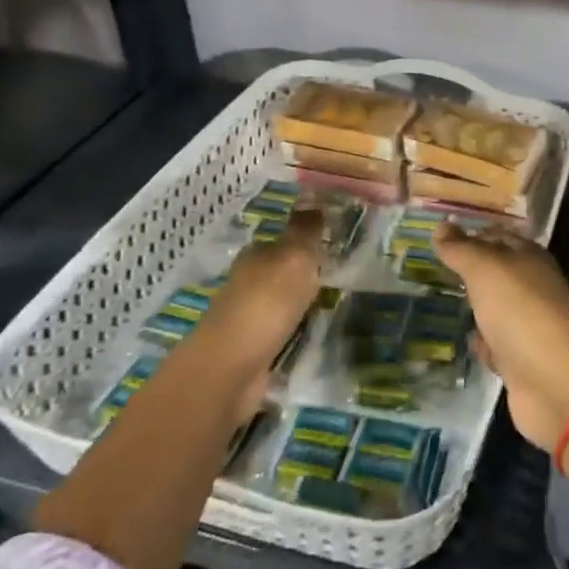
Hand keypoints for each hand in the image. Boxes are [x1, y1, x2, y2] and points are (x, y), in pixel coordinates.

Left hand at [172, 208, 324, 418]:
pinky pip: (280, 333)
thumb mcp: (294, 257)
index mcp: (255, 256)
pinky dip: (293, 332)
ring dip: (299, 304)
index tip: (331, 244)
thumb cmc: (266, 303)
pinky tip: (310, 333)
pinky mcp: (250, 350)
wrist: (230, 368)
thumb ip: (305, 231)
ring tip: (330, 304)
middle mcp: (247, 283)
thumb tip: (313, 200)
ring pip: (279, 303)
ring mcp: (246, 318)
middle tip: (337, 274)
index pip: (281, 240)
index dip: (304, 240)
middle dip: (302, 272)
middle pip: (279, 271)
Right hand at [435, 224, 568, 449]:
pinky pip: (497, 346)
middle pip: (499, 274)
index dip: (474, 234)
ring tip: (444, 302)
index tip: (442, 237)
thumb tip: (441, 226)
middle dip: (472, 272)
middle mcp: (533, 289)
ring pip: (497, 310)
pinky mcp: (522, 362)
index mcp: (530, 259)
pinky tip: (466, 342)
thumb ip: (462, 250)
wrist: (556, 383)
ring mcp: (529, 327)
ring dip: (477, 307)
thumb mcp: (487, 270)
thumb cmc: (521, 313)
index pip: (499, 237)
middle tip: (434, 269)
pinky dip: (483, 344)